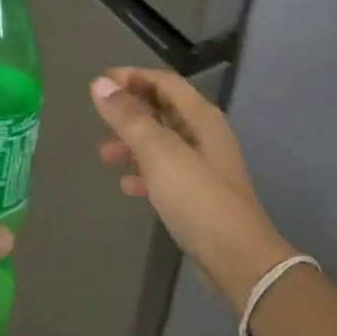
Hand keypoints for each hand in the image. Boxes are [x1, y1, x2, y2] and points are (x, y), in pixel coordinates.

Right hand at [91, 69, 294, 312]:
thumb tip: (100, 84)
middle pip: (163, 110)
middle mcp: (205, 135)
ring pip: (162, 142)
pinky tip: (127, 186)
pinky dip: (145, 172)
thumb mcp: (159, 153)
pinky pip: (166, 172)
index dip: (132, 77)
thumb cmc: (197, 197)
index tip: (100, 83)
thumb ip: (129, 118)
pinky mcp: (200, 195)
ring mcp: (204, 166)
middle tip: (99, 119)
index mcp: (201, 117)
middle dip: (129, 111)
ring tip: (105, 156)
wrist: (237, 258)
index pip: (164, 82)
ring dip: (133, 143)